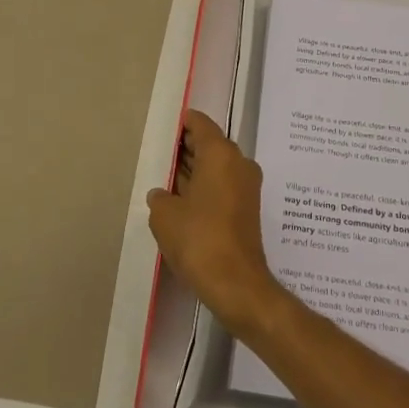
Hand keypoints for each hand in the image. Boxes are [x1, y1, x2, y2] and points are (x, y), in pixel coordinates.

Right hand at [147, 110, 283, 337]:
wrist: (236, 284)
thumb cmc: (198, 239)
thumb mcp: (165, 215)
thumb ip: (160, 196)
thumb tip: (163, 194)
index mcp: (221, 154)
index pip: (200, 124)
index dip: (182, 123)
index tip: (165, 126)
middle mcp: (239, 163)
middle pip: (210, 144)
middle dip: (187, 148)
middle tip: (161, 153)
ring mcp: (247, 186)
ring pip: (217, 167)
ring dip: (195, 169)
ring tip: (166, 177)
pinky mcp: (247, 209)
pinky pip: (223, 185)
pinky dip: (205, 187)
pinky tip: (182, 201)